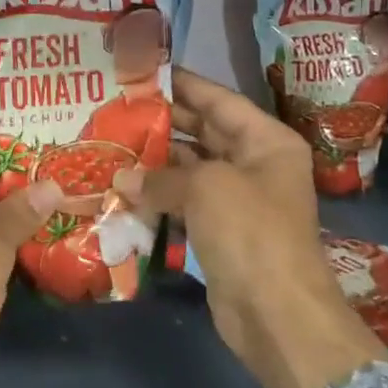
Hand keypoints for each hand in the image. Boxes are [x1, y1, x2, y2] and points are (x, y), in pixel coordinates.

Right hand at [114, 68, 387, 387]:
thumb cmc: (250, 232)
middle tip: (117, 107)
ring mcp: (238, 199)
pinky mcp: (220, 230)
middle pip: (203, 131)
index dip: (181, 84)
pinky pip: (184, 201)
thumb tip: (122, 178)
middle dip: (162, 122)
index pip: (218, 99)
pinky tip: (122, 188)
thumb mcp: (205, 188)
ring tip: (111, 144)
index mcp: (266, 141)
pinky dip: (157, 195)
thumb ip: (160, 176)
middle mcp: (255, 163)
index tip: (143, 73)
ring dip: (154, 161)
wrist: (276, 315)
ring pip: (190, 168)